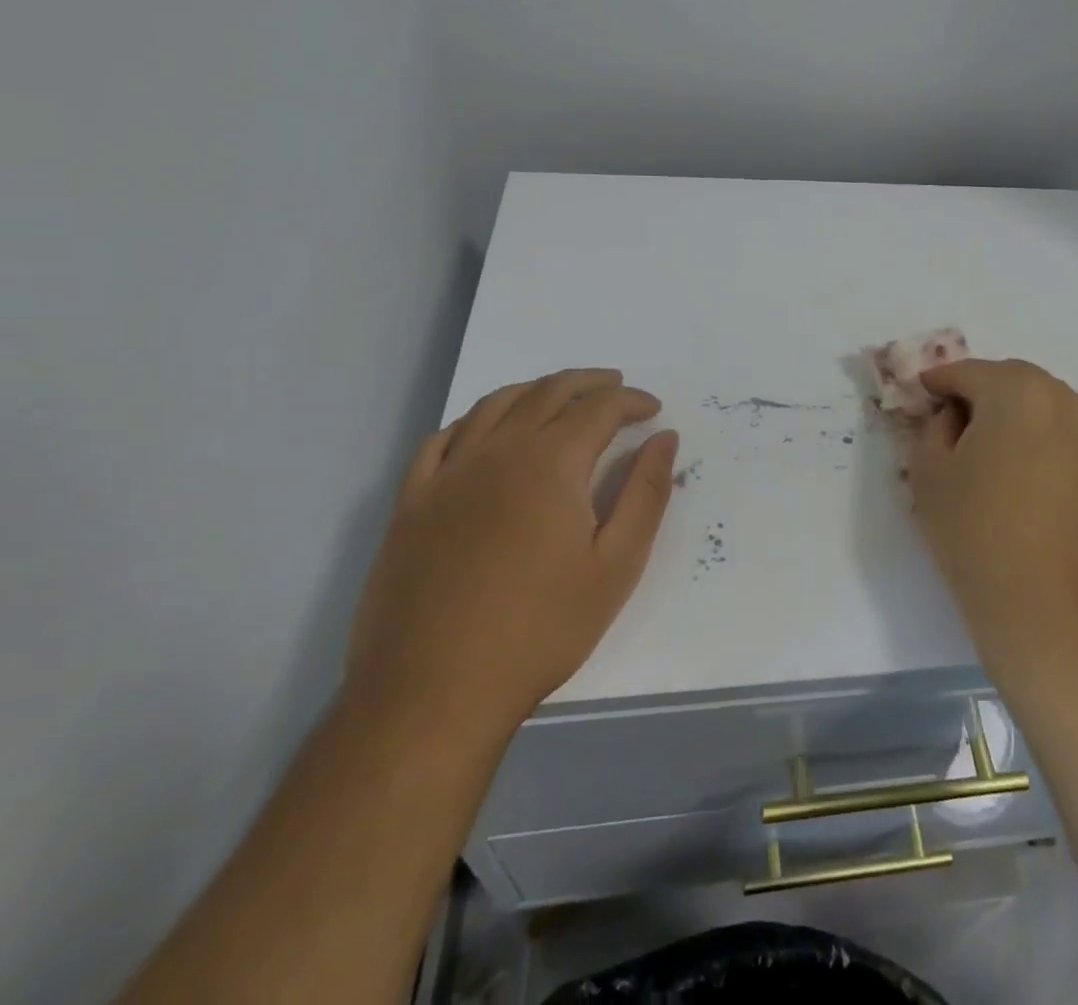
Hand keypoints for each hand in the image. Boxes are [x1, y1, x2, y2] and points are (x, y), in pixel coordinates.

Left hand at [345, 370, 677, 755]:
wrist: (432, 692)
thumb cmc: (540, 630)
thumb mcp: (616, 566)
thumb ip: (646, 493)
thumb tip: (665, 439)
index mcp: (551, 462)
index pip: (599, 408)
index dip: (632, 402)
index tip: (653, 411)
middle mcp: (498, 451)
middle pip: (548, 393)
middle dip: (589, 384)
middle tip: (616, 388)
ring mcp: (448, 474)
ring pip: (495, 405)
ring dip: (536, 390)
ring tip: (560, 395)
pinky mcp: (412, 502)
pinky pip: (442, 439)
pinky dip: (474, 420)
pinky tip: (486, 429)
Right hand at [907, 359, 1077, 667]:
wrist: (1044, 601)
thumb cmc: (975, 528)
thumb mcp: (929, 470)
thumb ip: (932, 425)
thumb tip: (949, 414)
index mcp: (1015, 389)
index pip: (965, 372)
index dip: (936, 383)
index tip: (917, 398)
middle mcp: (1058, 397)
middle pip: (1007, 378)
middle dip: (975, 391)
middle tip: (946, 421)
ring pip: (1036, 401)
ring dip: (1006, 410)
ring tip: (980, 445)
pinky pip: (1056, 428)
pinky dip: (1031, 432)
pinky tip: (1012, 466)